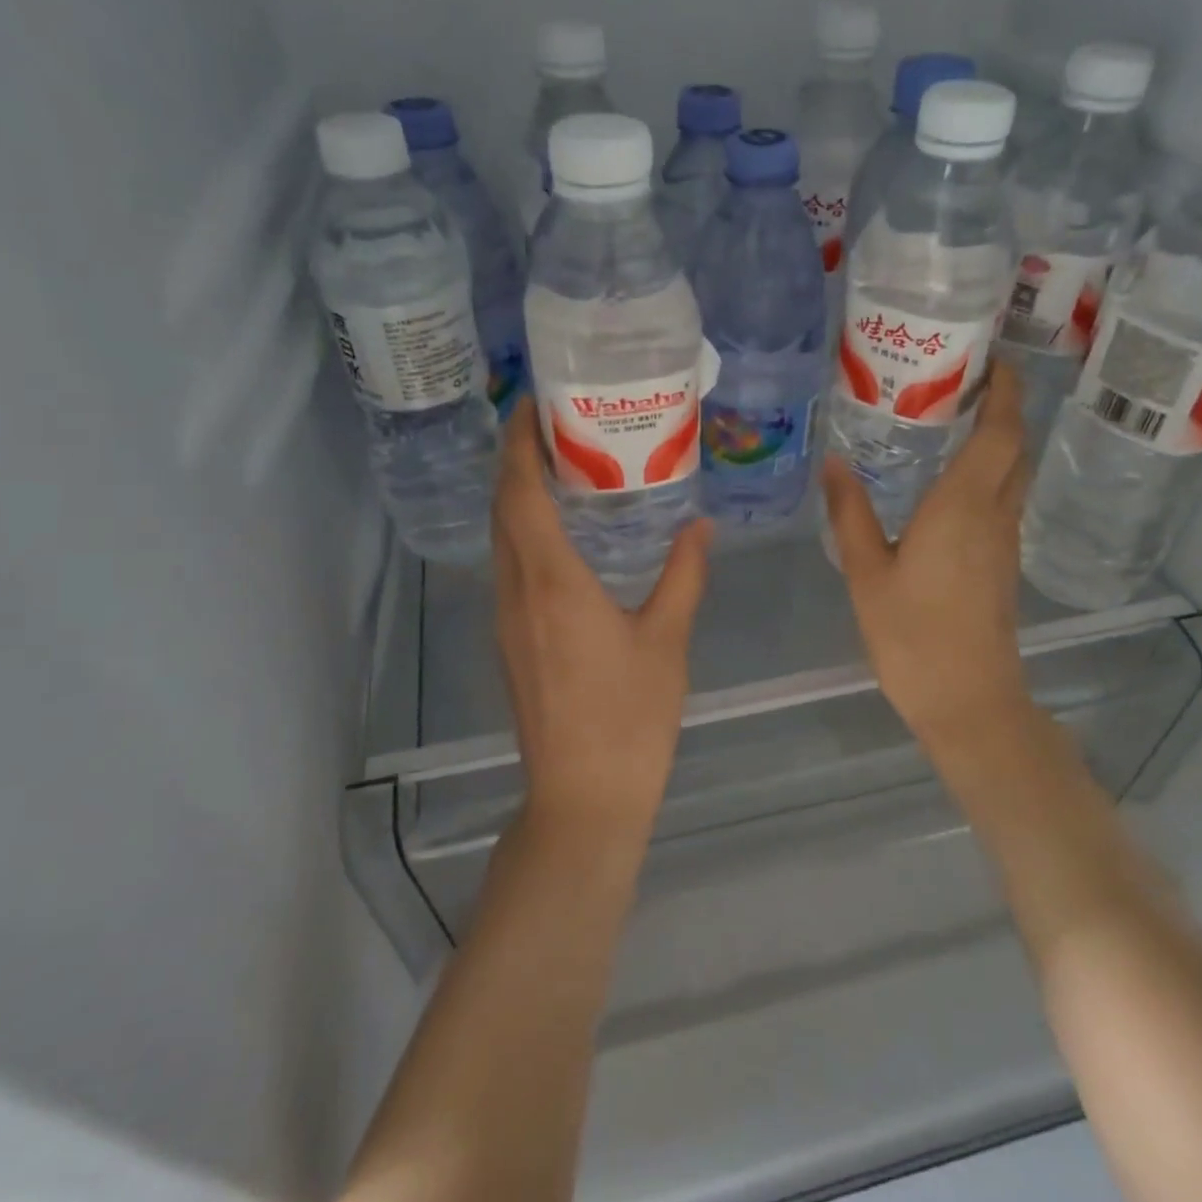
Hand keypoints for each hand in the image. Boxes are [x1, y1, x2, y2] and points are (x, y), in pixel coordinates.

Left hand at [491, 399, 711, 842]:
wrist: (582, 797)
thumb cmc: (629, 718)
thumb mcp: (667, 641)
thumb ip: (683, 576)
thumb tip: (700, 526)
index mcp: (553, 582)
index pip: (520, 494)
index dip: (518, 444)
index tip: (530, 404)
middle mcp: (517, 591)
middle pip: (502, 509)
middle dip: (515, 460)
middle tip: (551, 425)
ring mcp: (507, 619)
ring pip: (500, 539)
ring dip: (516, 497)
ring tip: (557, 467)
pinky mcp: (510, 641)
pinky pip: (508, 568)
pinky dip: (523, 533)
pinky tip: (558, 535)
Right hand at [823, 359, 1030, 760]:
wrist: (968, 700)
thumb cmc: (912, 635)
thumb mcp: (867, 573)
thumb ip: (850, 514)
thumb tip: (833, 463)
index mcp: (964, 506)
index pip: (1000, 431)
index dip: (1003, 390)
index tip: (989, 358)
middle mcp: (995, 514)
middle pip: (1014, 447)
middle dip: (1001, 408)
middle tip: (962, 382)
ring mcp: (1005, 541)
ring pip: (1012, 474)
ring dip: (996, 441)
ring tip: (952, 421)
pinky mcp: (1002, 564)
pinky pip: (1002, 501)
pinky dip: (987, 475)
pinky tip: (950, 483)